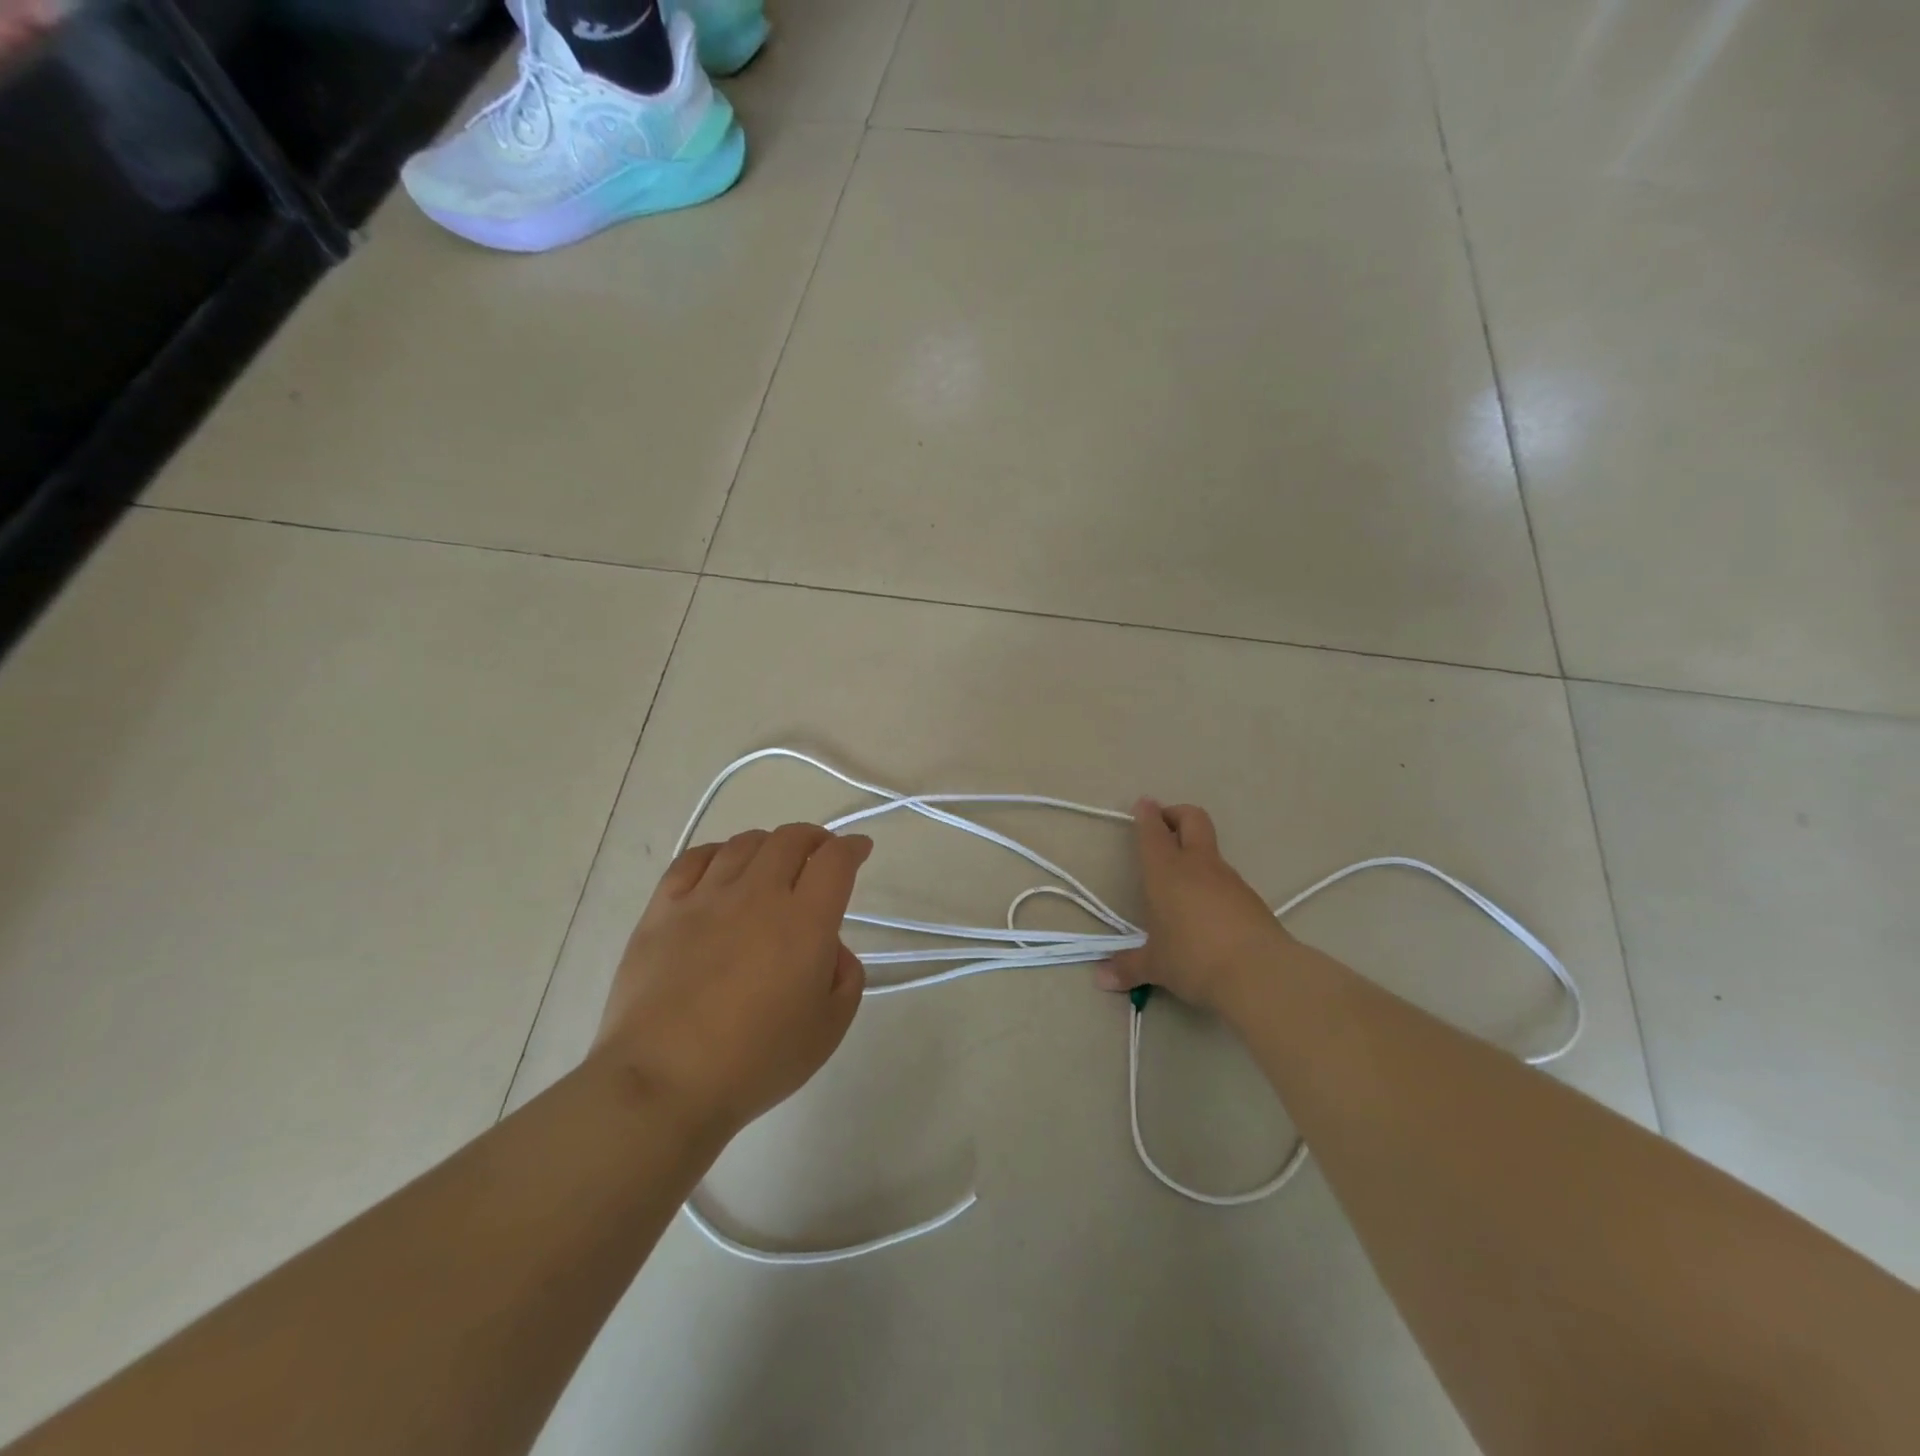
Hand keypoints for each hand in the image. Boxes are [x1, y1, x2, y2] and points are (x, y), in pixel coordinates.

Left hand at [593, 824, 872, 1136]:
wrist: (663, 1083)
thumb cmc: (756, 1062)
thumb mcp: (829, 1029)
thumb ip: (846, 977)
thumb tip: (829, 947)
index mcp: (805, 921)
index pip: (835, 860)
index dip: (852, 847)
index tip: (859, 849)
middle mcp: (758, 894)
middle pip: (791, 839)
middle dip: (814, 838)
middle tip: (820, 853)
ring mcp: (706, 897)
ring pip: (745, 844)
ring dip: (769, 844)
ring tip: (773, 862)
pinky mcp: (663, 909)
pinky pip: (693, 859)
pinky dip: (717, 852)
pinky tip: (721, 866)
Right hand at [1097, 800, 1296, 1013]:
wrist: (1260, 974)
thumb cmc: (1194, 959)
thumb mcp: (1156, 966)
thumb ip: (1129, 967)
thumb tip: (1101, 979)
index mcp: (1166, 872)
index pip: (1153, 831)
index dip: (1147, 815)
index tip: (1143, 805)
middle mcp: (1197, 865)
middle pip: (1192, 819)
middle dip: (1176, 814)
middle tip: (1163, 825)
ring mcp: (1229, 879)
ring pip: (1210, 849)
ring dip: (1195, 852)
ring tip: (1181, 882)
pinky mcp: (1251, 898)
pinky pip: (1226, 879)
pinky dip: (1212, 883)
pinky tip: (1206, 912)